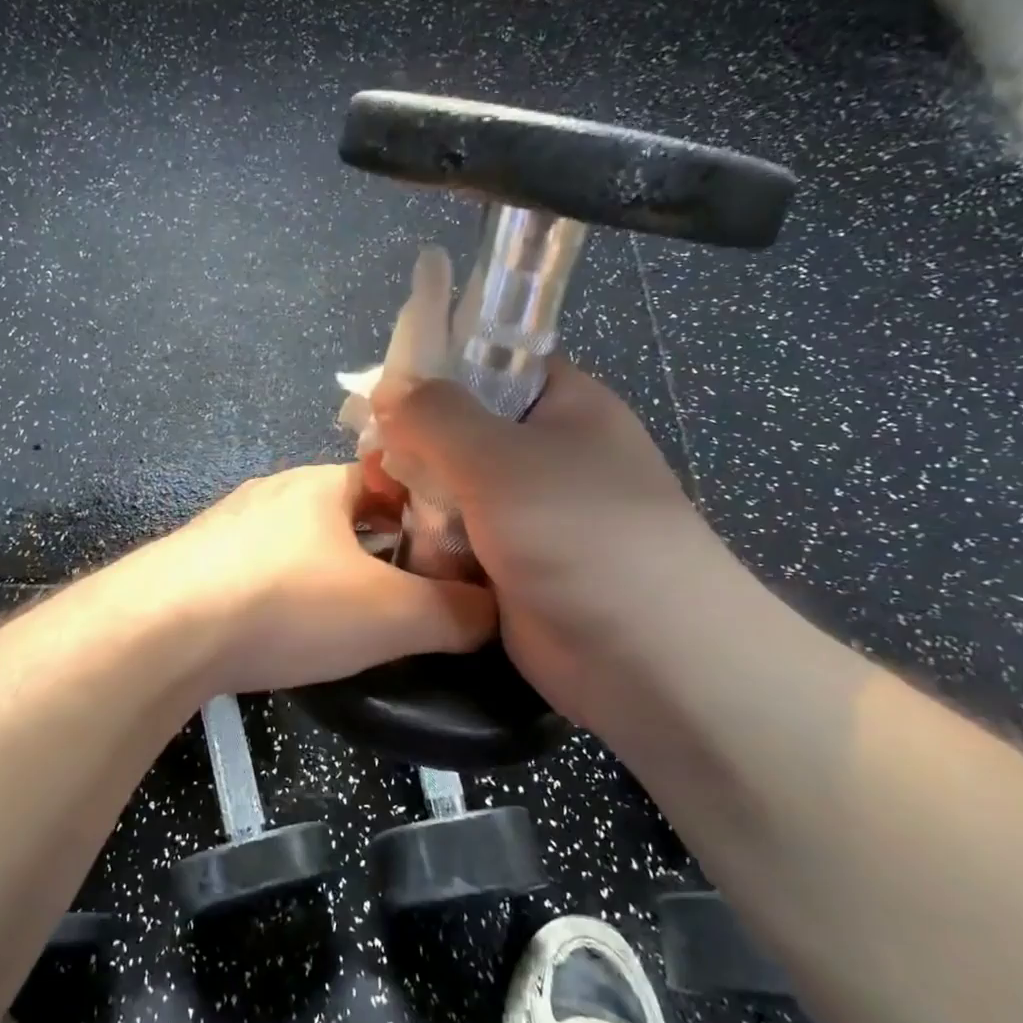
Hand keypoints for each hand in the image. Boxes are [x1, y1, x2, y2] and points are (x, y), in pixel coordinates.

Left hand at [144, 464, 497, 694]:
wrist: (161, 632)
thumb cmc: (287, 604)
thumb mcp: (391, 615)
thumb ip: (455, 612)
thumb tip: (497, 613)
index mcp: (324, 482)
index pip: (394, 479)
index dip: (430, 514)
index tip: (451, 557)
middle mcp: (275, 491)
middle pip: (347, 512)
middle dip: (381, 548)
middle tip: (410, 595)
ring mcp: (229, 525)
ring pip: (301, 542)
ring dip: (330, 571)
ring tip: (353, 620)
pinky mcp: (197, 563)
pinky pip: (259, 570)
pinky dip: (285, 593)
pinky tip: (285, 630)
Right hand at [371, 361, 741, 726]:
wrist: (644, 655)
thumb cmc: (576, 531)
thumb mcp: (496, 456)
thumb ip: (434, 415)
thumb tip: (388, 386)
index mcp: (562, 406)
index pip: (490, 366)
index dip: (435, 374)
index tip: (382, 397)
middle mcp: (547, 454)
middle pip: (463, 432)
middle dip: (417, 448)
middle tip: (377, 467)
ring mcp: (529, 513)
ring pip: (453, 489)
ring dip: (420, 502)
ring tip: (386, 510)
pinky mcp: (513, 565)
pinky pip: (459, 540)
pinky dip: (434, 545)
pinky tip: (409, 551)